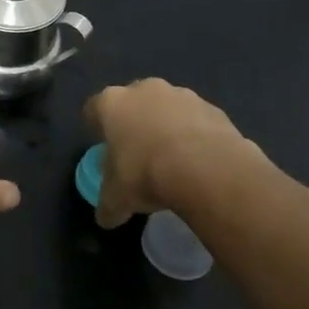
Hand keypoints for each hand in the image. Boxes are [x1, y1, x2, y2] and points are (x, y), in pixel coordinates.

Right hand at [83, 78, 268, 229]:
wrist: (206, 169)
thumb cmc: (145, 174)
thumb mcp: (117, 198)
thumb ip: (108, 205)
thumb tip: (105, 218)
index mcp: (112, 103)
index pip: (94, 108)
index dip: (97, 127)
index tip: (104, 146)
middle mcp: (144, 90)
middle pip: (133, 102)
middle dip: (135, 123)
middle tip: (138, 153)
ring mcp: (182, 95)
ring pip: (168, 108)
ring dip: (168, 127)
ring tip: (174, 160)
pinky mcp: (214, 108)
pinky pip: (197, 121)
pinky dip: (196, 136)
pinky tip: (200, 162)